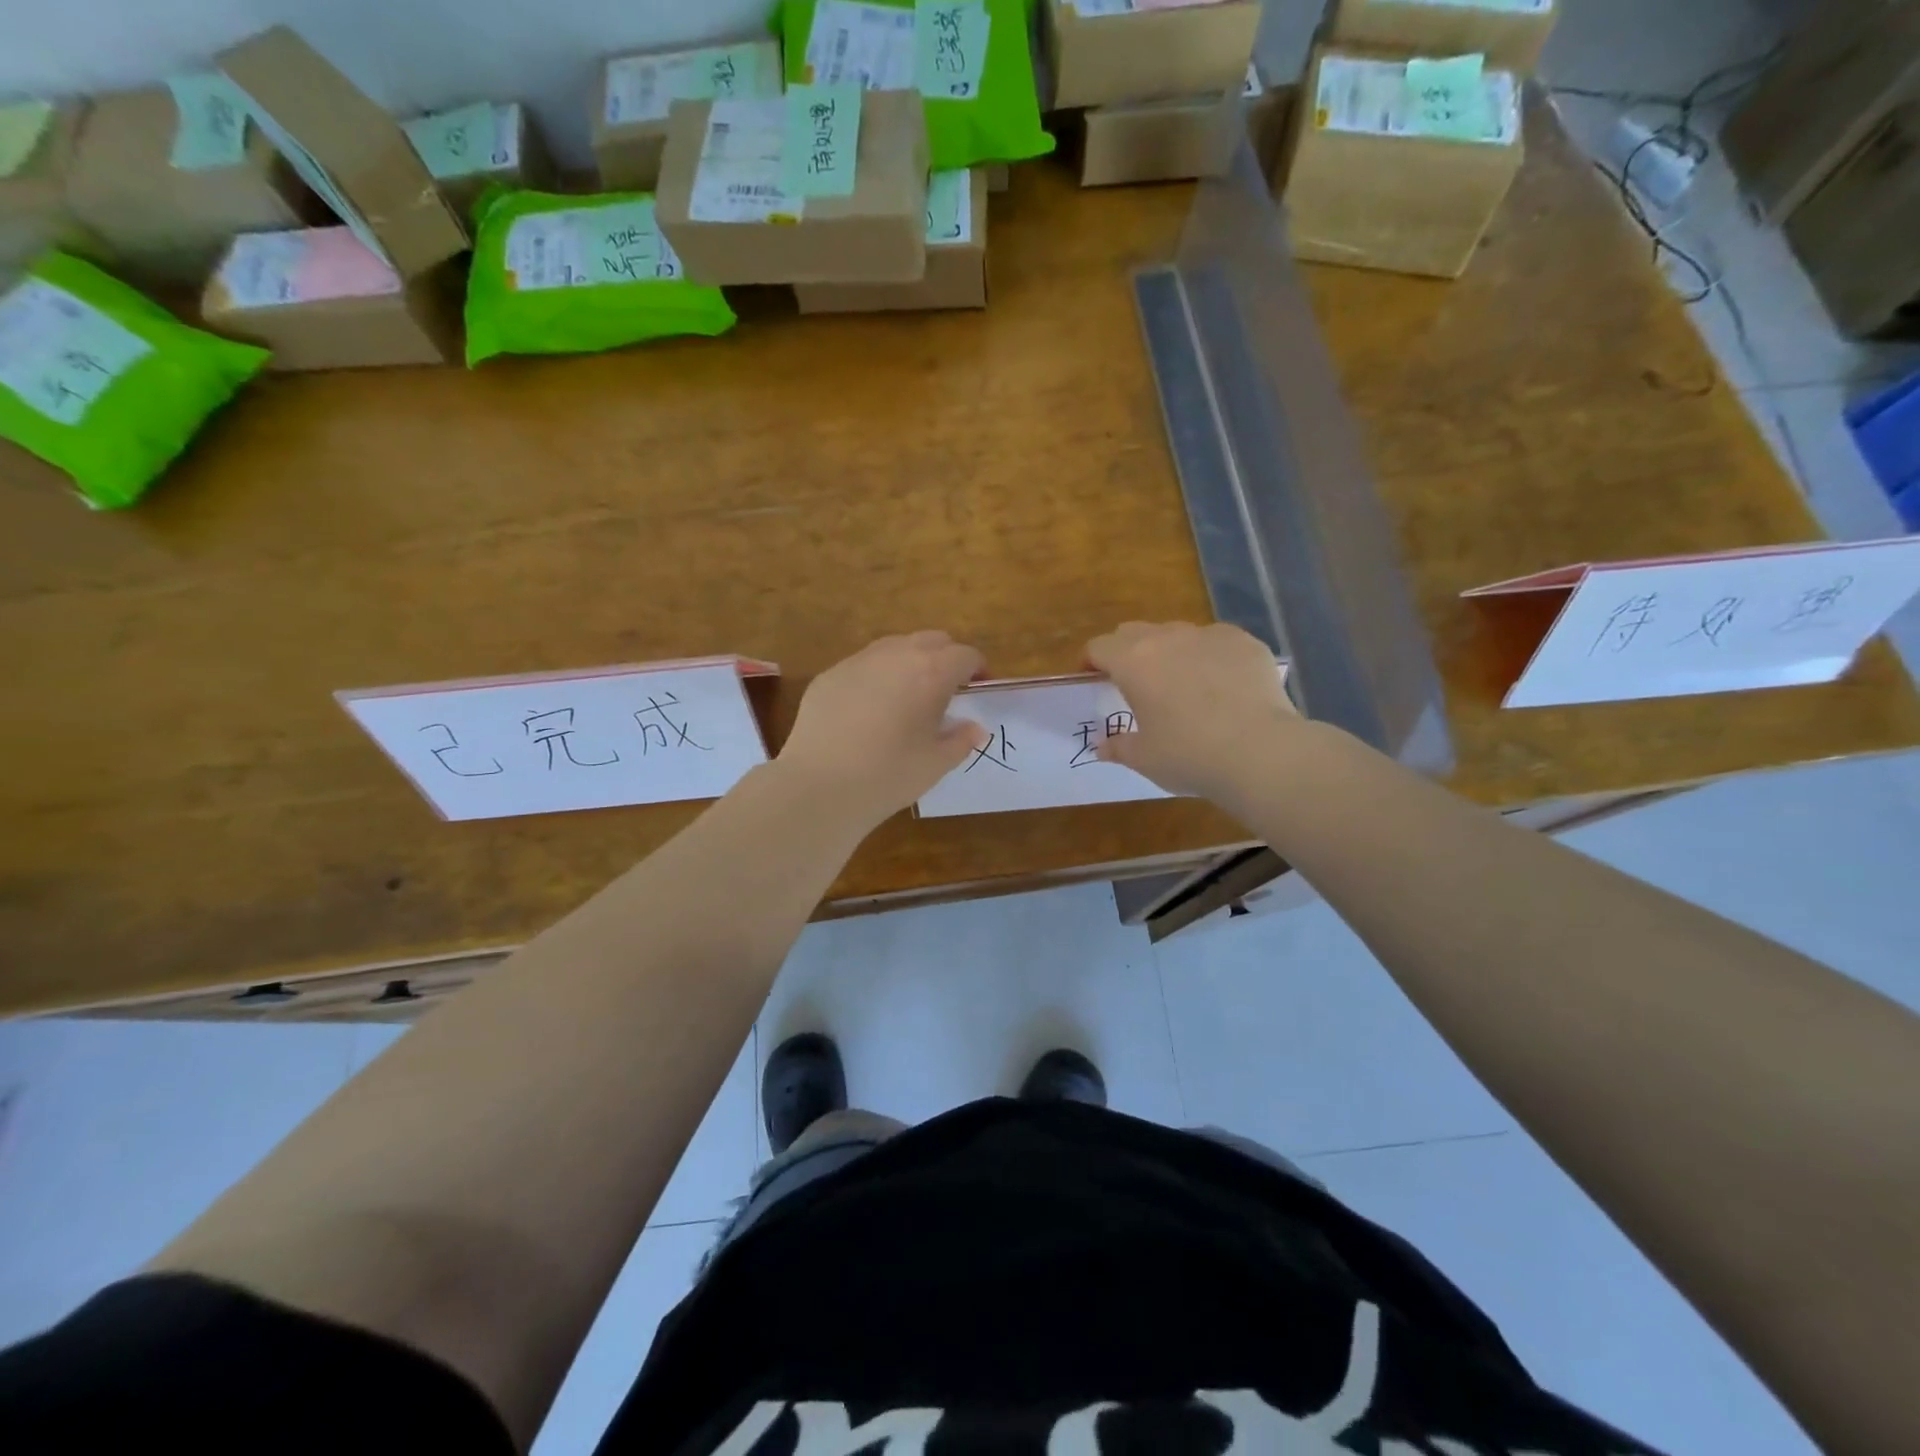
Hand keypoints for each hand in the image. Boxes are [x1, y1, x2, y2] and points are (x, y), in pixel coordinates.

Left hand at [778, 632, 986, 826]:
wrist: (819, 785)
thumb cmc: (889, 775)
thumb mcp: (935, 764)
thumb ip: (961, 740)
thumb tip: (975, 728)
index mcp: (931, 672)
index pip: (965, 655)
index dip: (977, 669)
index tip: (977, 689)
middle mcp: (896, 655)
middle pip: (932, 640)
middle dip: (945, 658)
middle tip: (947, 690)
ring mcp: (858, 661)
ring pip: (895, 646)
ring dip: (910, 662)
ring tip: (909, 695)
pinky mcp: (829, 675)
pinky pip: (863, 665)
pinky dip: (877, 677)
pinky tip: (870, 710)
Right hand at [1086, 621, 1301, 804]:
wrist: (1260, 752)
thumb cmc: (1189, 755)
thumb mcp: (1144, 758)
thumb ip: (1118, 746)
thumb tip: (1102, 745)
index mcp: (1133, 662)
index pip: (1099, 647)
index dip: (1091, 661)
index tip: (1092, 678)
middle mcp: (1168, 638)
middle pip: (1134, 632)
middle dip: (1126, 651)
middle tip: (1132, 682)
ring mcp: (1209, 636)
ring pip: (1177, 633)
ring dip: (1169, 652)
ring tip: (1181, 683)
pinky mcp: (1245, 642)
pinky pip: (1217, 641)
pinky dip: (1210, 656)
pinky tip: (1222, 685)